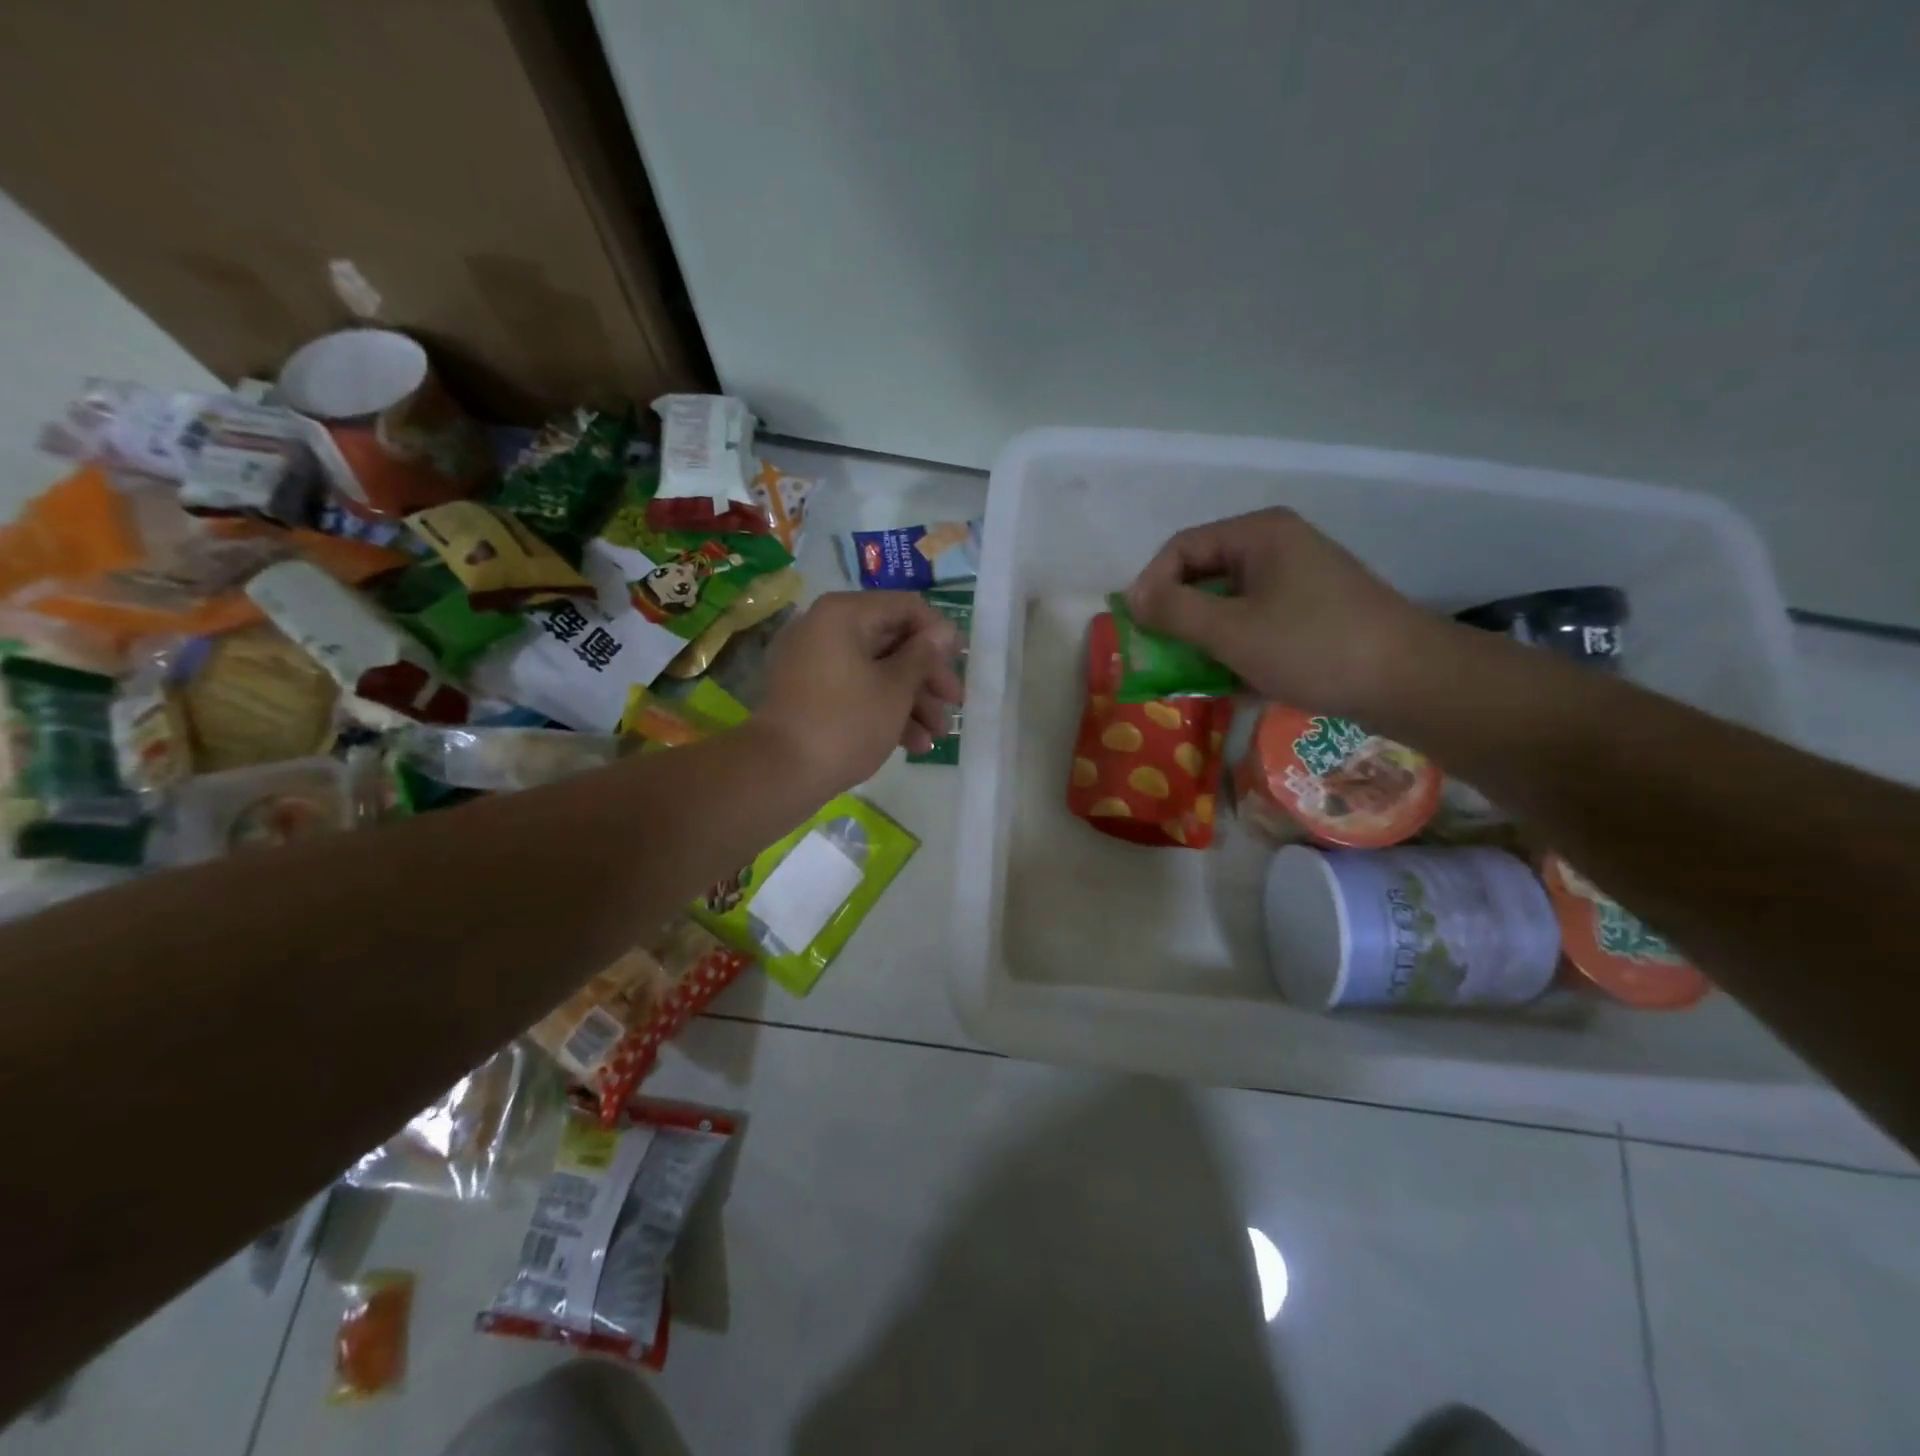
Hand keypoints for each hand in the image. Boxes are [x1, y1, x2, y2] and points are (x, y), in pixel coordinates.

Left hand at [753, 591, 963, 793]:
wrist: (780, 772)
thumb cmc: (846, 722)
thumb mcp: (895, 688)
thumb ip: (923, 656)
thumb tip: (944, 631)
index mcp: (845, 614)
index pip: (906, 607)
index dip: (939, 634)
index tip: (961, 663)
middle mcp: (826, 629)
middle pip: (893, 642)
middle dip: (927, 677)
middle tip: (954, 705)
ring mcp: (816, 663)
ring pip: (877, 671)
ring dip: (912, 701)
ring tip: (937, 736)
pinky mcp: (811, 695)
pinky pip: (856, 690)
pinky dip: (884, 711)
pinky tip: (913, 745)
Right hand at [1126, 508, 1442, 717]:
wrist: (1410, 682)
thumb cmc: (1313, 647)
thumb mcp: (1231, 631)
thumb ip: (1174, 611)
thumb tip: (1130, 597)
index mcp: (1258, 534)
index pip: (1181, 548)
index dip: (1151, 585)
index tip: (1138, 629)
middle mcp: (1277, 547)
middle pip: (1204, 575)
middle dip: (1179, 618)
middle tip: (1163, 657)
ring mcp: (1298, 580)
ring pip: (1230, 604)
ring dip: (1206, 640)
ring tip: (1198, 677)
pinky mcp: (1313, 612)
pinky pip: (1257, 623)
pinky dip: (1238, 649)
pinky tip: (1237, 684)